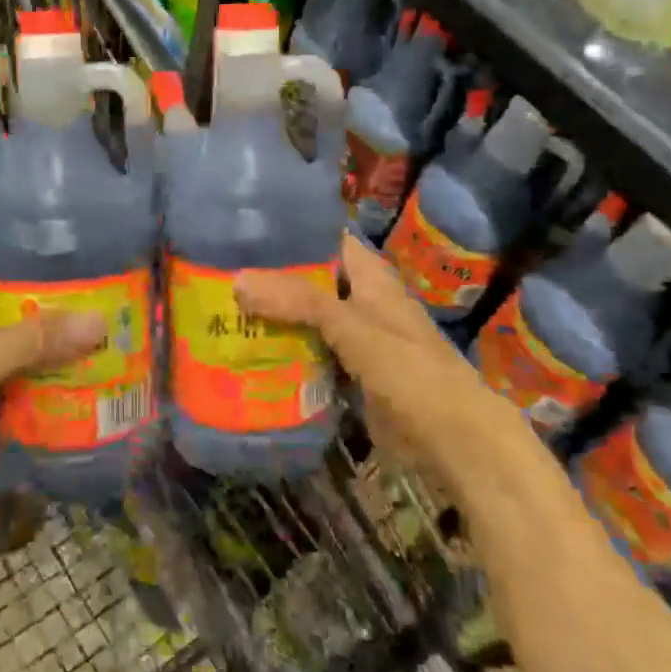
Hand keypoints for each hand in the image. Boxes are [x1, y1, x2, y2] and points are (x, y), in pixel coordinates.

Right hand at [235, 234, 488, 475]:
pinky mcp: (347, 372)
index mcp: (369, 276)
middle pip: (309, 279)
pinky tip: (246, 351)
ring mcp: (354, 338)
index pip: (325, 239)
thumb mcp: (351, 326)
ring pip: (305, 318)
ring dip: (272, 316)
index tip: (243, 231)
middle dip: (270, 279)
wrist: (451, 441)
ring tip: (220, 308)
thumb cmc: (408, 370)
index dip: (289, 232)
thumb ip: (297, 301)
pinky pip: (309, 352)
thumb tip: (238, 280)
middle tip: (219, 274)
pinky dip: (284, 350)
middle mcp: (359, 300)